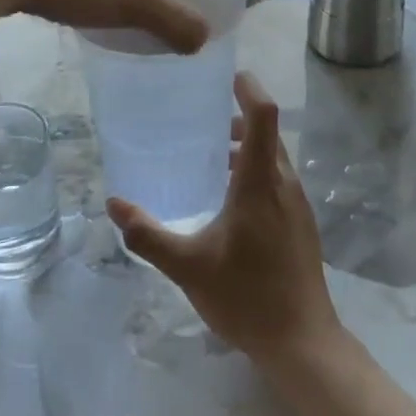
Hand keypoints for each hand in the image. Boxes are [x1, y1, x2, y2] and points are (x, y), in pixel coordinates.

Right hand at [107, 74, 343, 366]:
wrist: (302, 342)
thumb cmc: (246, 297)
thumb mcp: (187, 266)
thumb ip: (148, 235)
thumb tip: (114, 204)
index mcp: (259, 183)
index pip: (263, 116)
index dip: (248, 88)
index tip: (225, 74)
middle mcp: (284, 185)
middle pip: (266, 134)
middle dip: (237, 118)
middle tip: (199, 119)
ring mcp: (297, 206)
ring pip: (273, 159)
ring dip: (244, 149)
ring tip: (207, 159)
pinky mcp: (301, 225)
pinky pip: (277, 181)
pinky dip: (253, 173)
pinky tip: (227, 201)